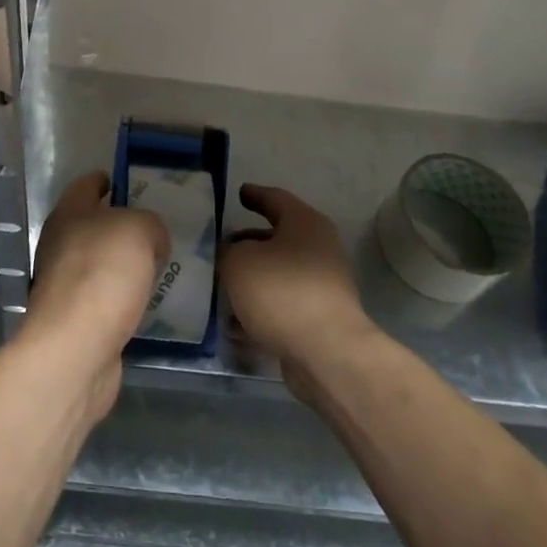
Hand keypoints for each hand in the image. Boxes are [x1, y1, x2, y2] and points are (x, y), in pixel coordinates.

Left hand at [23, 171, 168, 417]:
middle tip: (158, 227)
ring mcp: (65, 284)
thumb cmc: (103, 273)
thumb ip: (149, 224)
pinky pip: (105, 297)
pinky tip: (148, 301)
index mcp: (68, 214)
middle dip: (122, 224)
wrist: (76, 348)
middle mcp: (60, 245)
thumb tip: (152, 239)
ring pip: (100, 263)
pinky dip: (124, 296)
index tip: (128, 181)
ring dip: (125, 263)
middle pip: (93, 225)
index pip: (86, 185)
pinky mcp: (76, 319)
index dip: (106, 180)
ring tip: (160, 264)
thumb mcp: (138, 229)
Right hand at [221, 184, 374, 376]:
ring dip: (252, 280)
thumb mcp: (239, 261)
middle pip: (278, 238)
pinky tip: (233, 324)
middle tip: (220, 246)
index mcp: (305, 223)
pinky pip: (282, 306)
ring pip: (278, 275)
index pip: (275, 198)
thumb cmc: (281, 291)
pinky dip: (259, 310)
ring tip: (220, 286)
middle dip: (248, 243)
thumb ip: (228, 251)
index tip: (239, 194)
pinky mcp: (318, 318)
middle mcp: (318, 249)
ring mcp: (321, 285)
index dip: (254, 195)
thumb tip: (231, 253)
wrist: (326, 352)